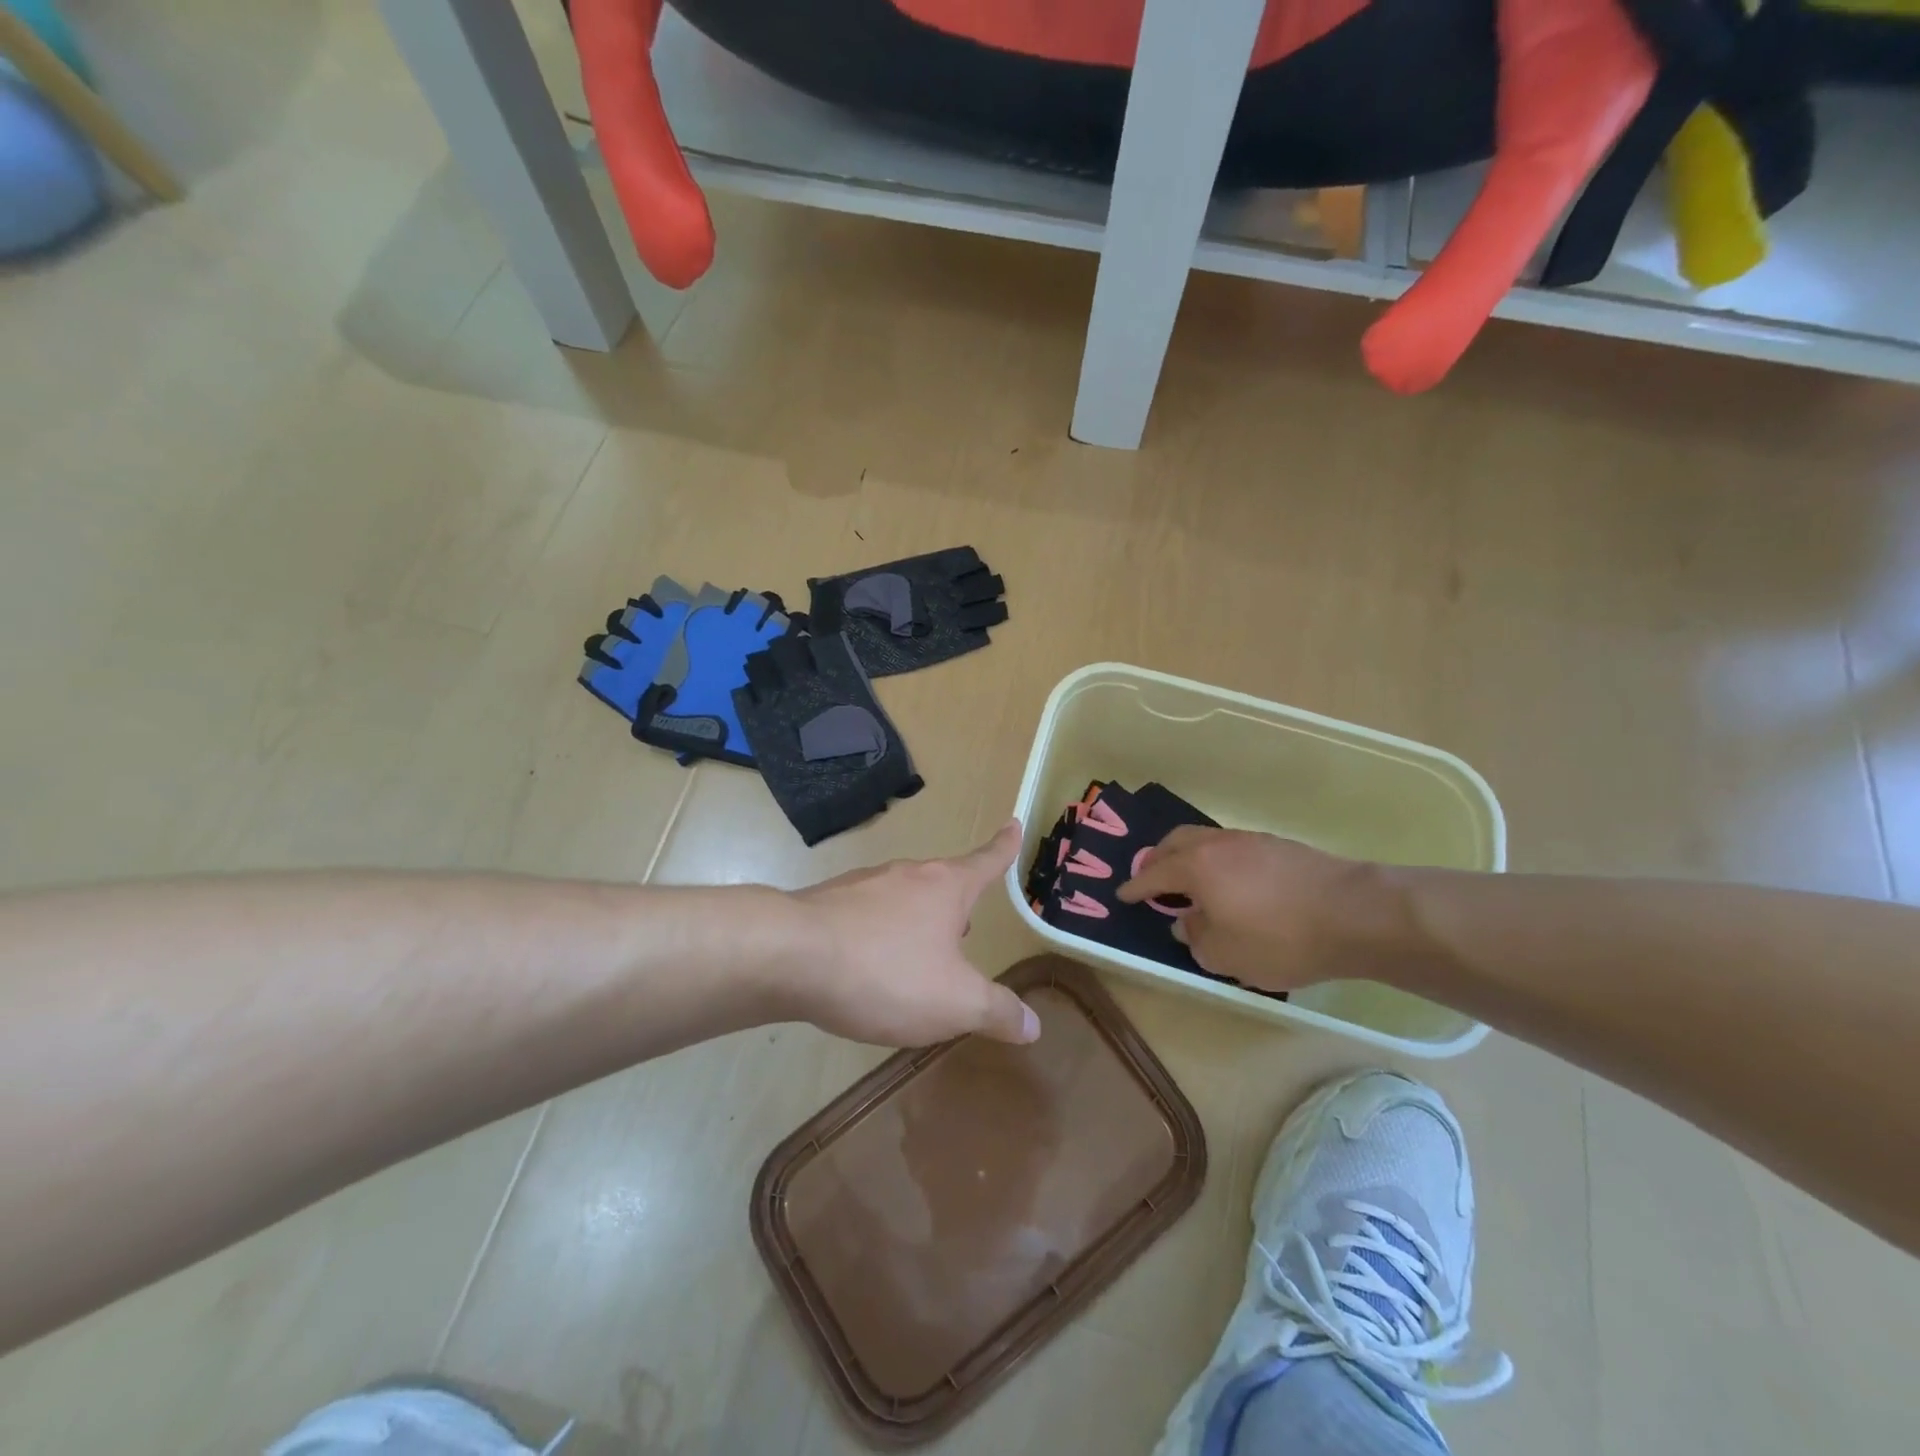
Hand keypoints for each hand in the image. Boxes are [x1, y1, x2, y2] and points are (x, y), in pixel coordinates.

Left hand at [786, 821, 1038, 1047]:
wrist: (788, 955)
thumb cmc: (886, 972)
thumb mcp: (954, 1002)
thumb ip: (995, 1011)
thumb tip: (1032, 1025)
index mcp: (945, 888)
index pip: (986, 861)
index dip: (1005, 847)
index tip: (1014, 823)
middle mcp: (906, 875)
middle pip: (941, 883)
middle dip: (955, 905)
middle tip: (963, 932)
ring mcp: (862, 885)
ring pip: (901, 899)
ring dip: (913, 923)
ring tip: (913, 959)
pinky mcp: (826, 902)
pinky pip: (864, 916)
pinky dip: (875, 936)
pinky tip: (864, 967)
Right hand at [1117, 828, 1388, 994]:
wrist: (1354, 914)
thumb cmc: (1279, 938)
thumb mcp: (1225, 955)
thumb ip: (1196, 938)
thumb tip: (1187, 922)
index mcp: (1196, 867)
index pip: (1154, 874)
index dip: (1136, 887)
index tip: (1123, 894)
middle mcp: (1218, 845)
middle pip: (1176, 842)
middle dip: (1158, 858)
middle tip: (1151, 878)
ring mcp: (1252, 841)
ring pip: (1207, 841)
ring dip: (1191, 857)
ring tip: (1191, 881)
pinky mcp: (1281, 847)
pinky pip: (1233, 848)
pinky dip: (1219, 862)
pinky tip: (1232, 884)